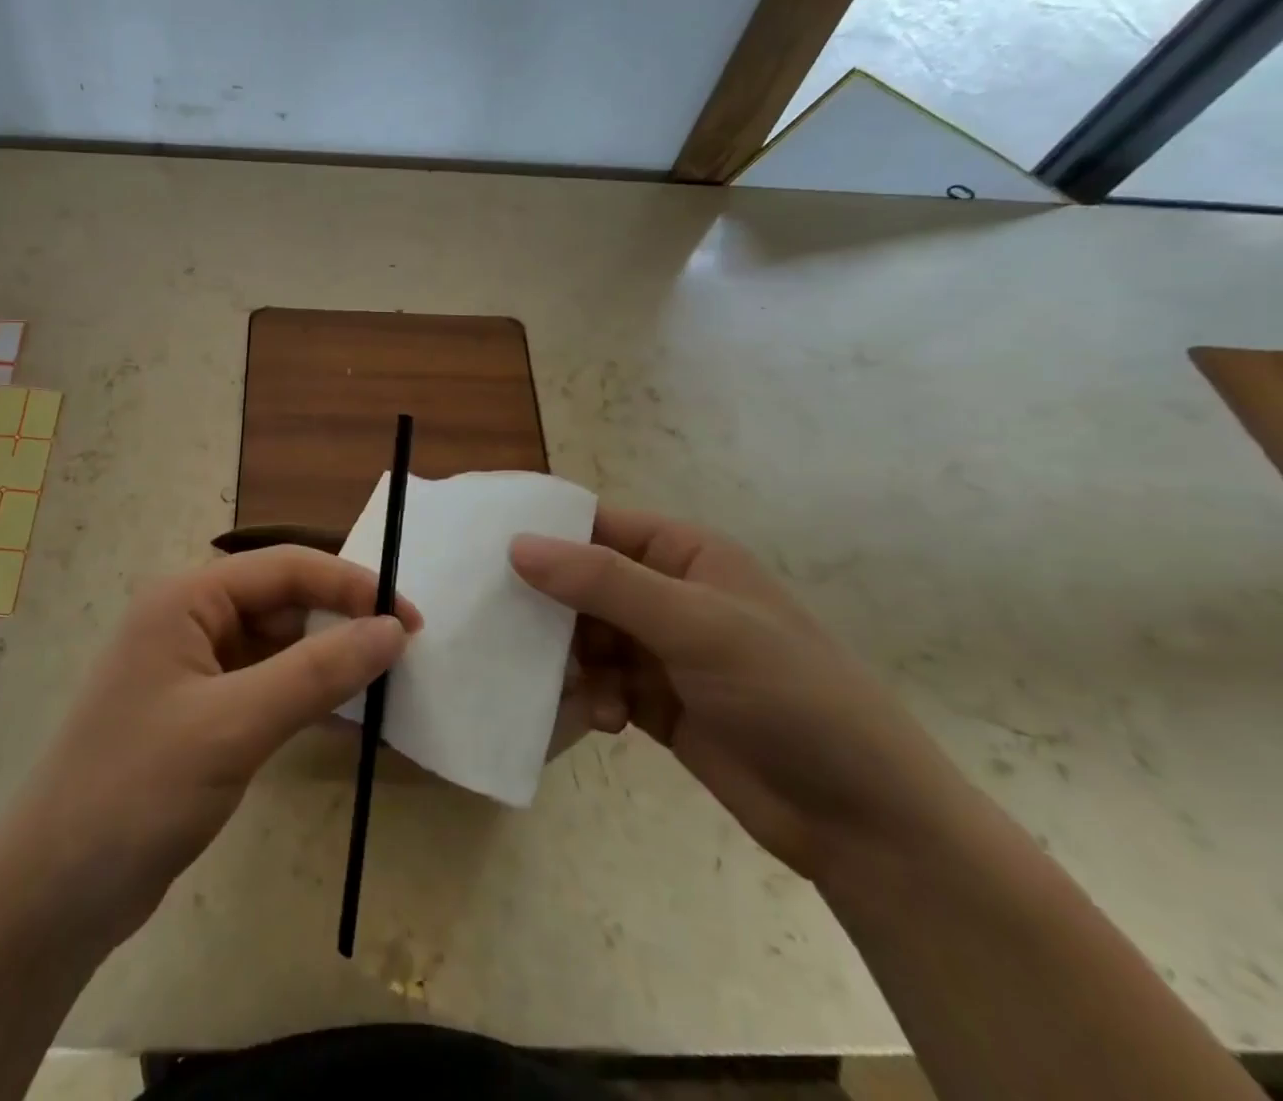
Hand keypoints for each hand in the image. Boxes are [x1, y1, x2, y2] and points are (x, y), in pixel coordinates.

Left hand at [0, 547, 419, 948]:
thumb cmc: (137, 791)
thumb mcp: (234, 726)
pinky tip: (348, 716)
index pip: (285, 568)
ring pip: (279, 646)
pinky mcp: (201, 714)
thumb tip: (393, 629)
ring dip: (328, 660)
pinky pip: (267, 686)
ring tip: (387, 682)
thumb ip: (317, 673)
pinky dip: (306, 696)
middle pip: (283, 601)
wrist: (51, 897)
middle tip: (405, 652)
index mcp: (186, 598)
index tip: (410, 618)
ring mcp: (194, 669)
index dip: (351, 584)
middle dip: (342, 620)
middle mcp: (189, 620)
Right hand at [513, 508, 970, 882]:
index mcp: (684, 554)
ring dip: (571, 661)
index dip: (544, 534)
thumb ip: (603, 582)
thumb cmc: (787, 694)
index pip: (596, 525)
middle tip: (506, 628)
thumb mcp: (695, 625)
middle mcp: (668, 594)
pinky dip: (593, 699)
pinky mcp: (656, 702)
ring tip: (573, 688)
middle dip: (550, 607)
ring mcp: (662, 650)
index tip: (484, 549)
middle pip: (582, 583)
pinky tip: (608, 722)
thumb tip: (517, 544)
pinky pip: (600, 685)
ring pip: (584, 637)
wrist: (863, 821)